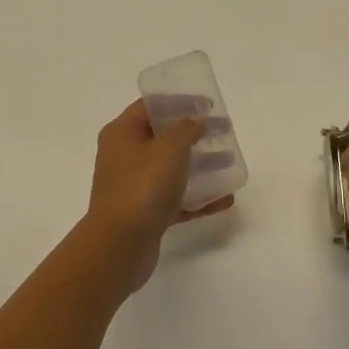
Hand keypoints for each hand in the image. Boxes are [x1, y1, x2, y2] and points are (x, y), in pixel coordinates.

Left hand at [85, 100, 234, 292]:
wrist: (119, 246)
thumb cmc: (142, 186)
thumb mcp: (169, 148)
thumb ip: (187, 128)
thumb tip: (196, 121)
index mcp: (122, 133)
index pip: (150, 106)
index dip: (179, 101)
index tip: (207, 104)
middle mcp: (124, 156)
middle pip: (162, 138)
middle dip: (194, 135)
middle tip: (222, 133)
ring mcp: (133, 187)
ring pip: (171, 170)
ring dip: (200, 166)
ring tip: (228, 164)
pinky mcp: (145, 215)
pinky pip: (175, 199)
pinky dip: (198, 198)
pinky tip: (224, 200)